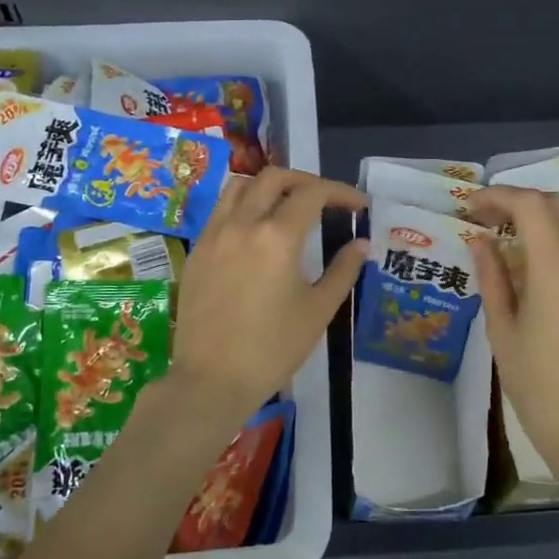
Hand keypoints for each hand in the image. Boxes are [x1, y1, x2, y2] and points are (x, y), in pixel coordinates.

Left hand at [165, 168, 368, 439]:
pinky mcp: (196, 251)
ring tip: (287, 207)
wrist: (211, 381)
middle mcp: (242, 224)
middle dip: (305, 181)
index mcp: (277, 236)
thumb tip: (362, 244)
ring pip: (240, 186)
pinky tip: (256, 232)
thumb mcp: (318, 310)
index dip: (341, 192)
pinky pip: (220, 211)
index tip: (359, 205)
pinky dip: (243, 206)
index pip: (313, 193)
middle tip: (326, 201)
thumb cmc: (272, 349)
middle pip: (274, 177)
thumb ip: (343, 270)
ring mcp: (213, 235)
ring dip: (268, 187)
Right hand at [467, 187, 558, 483]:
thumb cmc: (538, 390)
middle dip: (522, 201)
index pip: (531, 207)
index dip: (499, 196)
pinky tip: (554, 256)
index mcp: (558, 274)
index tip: (474, 206)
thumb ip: (492, 278)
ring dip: (557, 210)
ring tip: (528, 230)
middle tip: (492, 218)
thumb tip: (481, 240)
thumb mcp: (503, 333)